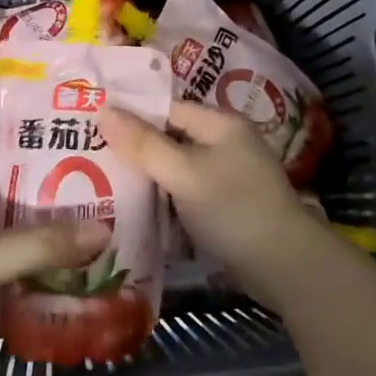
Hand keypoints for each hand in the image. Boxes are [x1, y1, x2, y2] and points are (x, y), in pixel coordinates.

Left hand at [0, 170, 109, 342]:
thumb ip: (45, 244)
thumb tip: (105, 229)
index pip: (20, 161)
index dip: (56, 161)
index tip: (97, 165)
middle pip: (22, 201)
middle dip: (60, 209)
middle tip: (108, 211)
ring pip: (14, 236)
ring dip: (46, 243)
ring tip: (93, 246)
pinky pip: (4, 268)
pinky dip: (29, 273)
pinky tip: (60, 283)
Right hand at [101, 101, 339, 312]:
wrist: (287, 267)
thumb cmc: (234, 209)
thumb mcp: (184, 174)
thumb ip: (143, 144)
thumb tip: (103, 109)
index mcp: (219, 123)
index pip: (165, 108)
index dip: (130, 115)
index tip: (90, 126)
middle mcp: (224, 141)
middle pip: (170, 137)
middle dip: (135, 148)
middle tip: (89, 157)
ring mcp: (227, 174)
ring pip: (176, 167)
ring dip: (148, 176)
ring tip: (102, 182)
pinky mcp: (226, 204)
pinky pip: (186, 191)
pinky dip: (165, 198)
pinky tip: (136, 208)